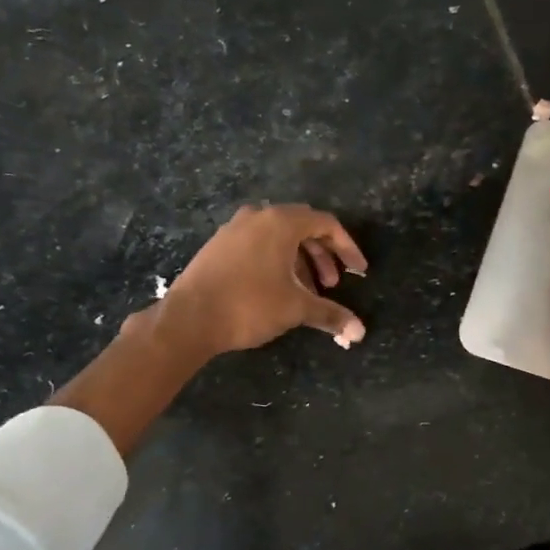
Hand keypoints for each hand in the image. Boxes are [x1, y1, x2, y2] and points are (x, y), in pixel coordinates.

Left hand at [160, 203, 368, 355]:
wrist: (189, 318)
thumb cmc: (249, 305)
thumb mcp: (296, 309)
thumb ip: (331, 314)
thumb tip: (360, 332)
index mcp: (281, 222)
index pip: (326, 224)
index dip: (347, 248)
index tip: (358, 271)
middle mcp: (258, 217)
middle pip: (302, 228)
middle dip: (323, 255)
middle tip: (332, 285)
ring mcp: (234, 230)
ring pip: (279, 238)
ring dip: (300, 261)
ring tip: (307, 293)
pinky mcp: (218, 246)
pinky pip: (258, 246)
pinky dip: (277, 262)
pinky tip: (277, 290)